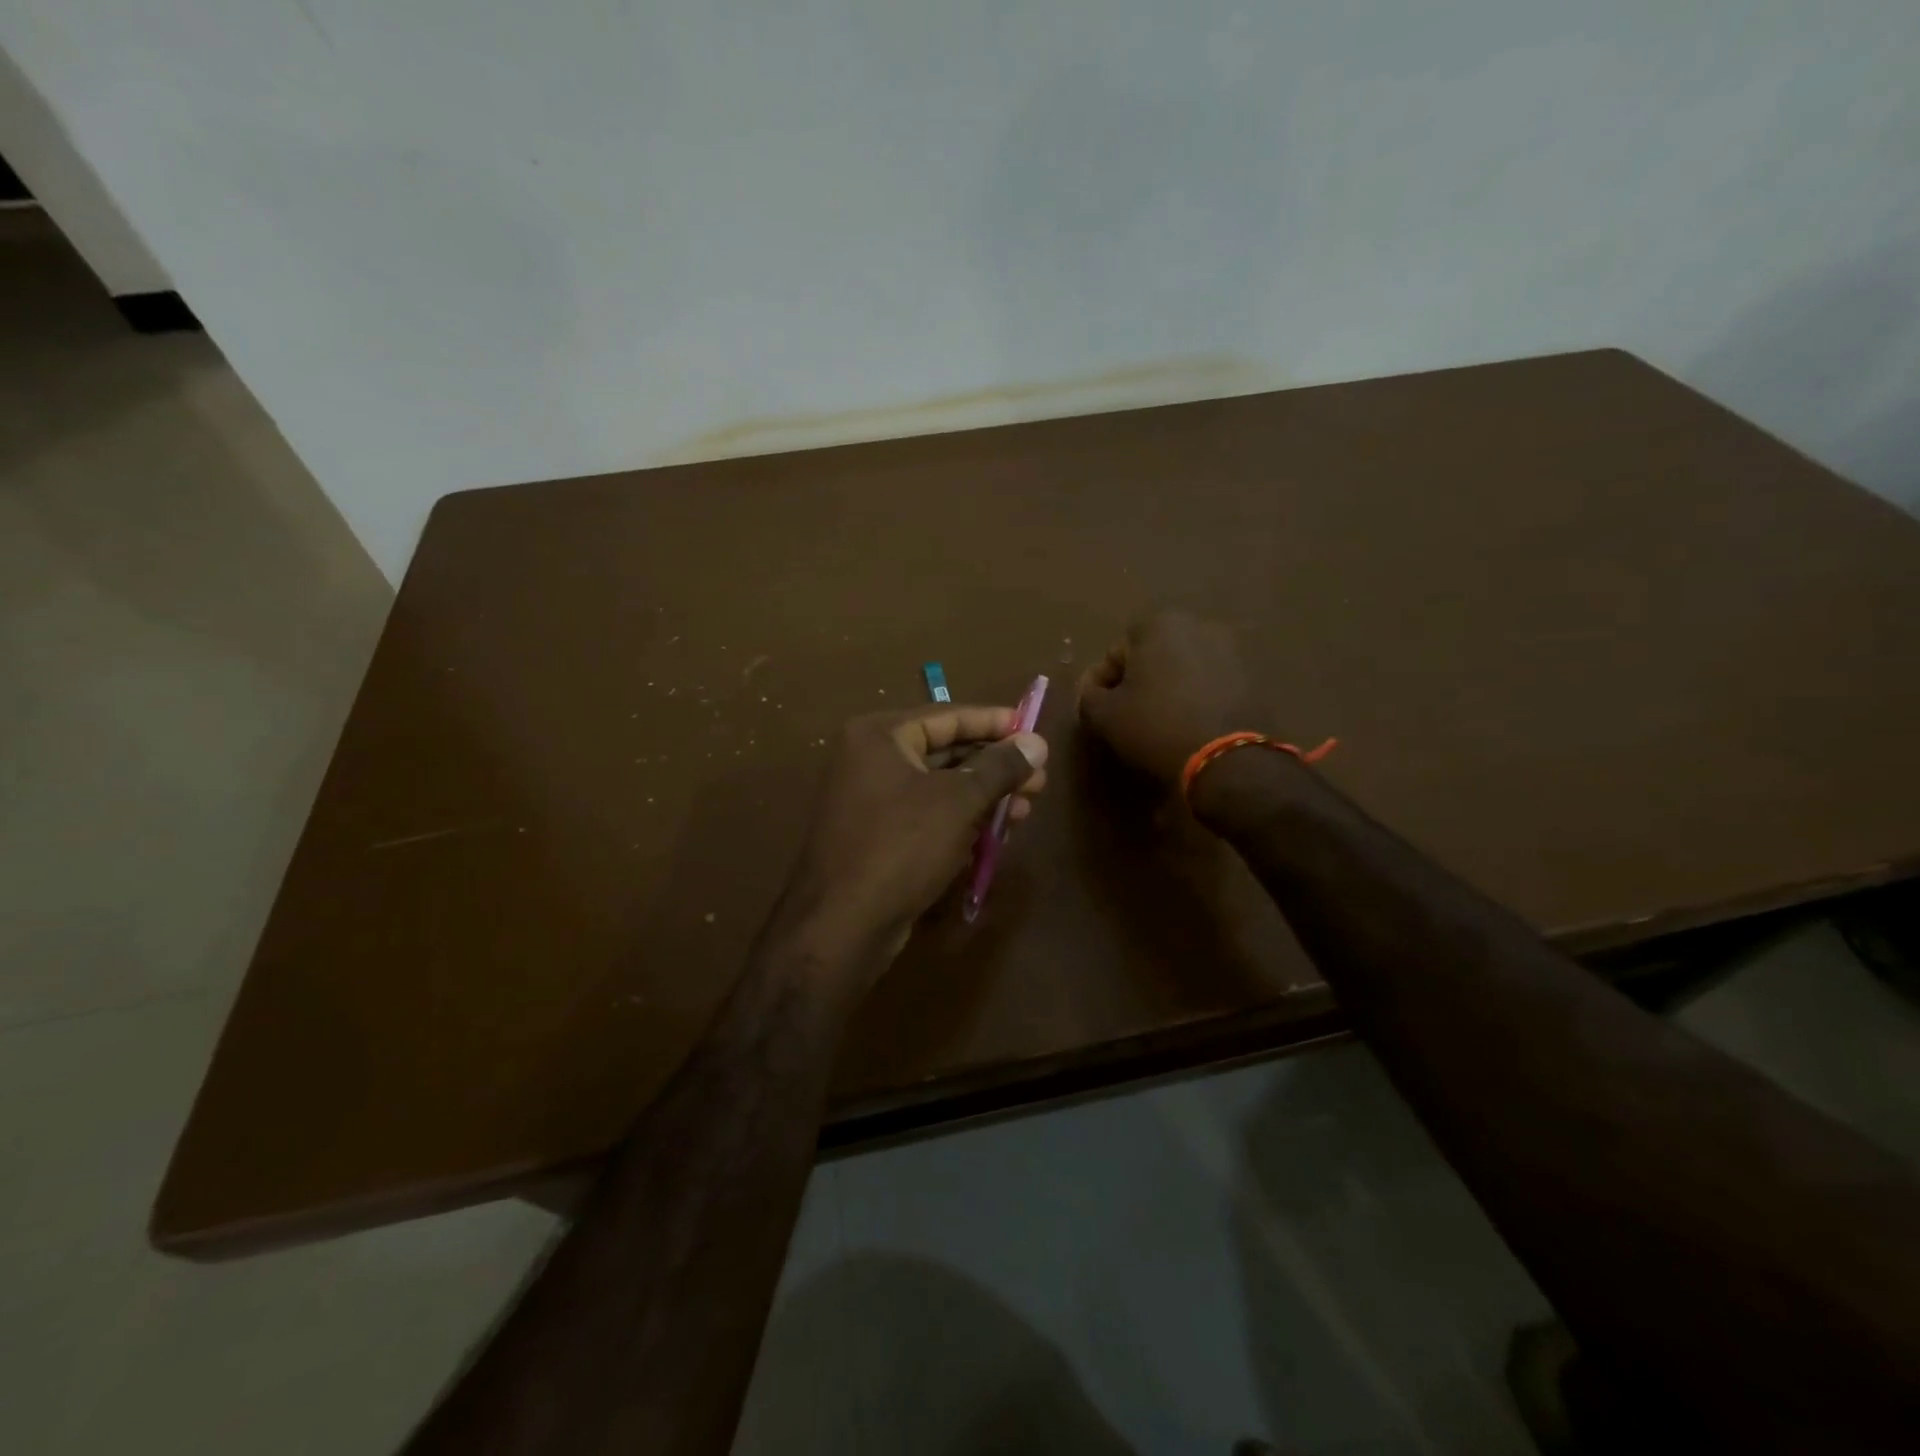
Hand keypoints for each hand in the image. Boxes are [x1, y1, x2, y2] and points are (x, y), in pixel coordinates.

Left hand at [777, 705, 1047, 975]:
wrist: (842, 926)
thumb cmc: (901, 847)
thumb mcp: (959, 801)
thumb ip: (1000, 767)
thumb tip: (1037, 742)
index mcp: (879, 735)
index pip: (948, 716)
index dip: (995, 722)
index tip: (1034, 729)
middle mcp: (870, 759)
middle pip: (945, 751)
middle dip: (994, 766)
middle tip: (1039, 779)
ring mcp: (871, 800)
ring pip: (940, 788)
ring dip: (984, 797)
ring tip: (1026, 809)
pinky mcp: (877, 836)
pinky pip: (928, 816)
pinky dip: (961, 820)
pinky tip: (996, 834)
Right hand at [1078, 611, 1268, 786]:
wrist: (1228, 758)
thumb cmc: (1156, 726)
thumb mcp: (1105, 716)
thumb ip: (1089, 696)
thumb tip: (1093, 691)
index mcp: (1158, 624)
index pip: (1114, 655)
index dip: (1101, 686)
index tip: (1100, 714)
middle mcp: (1197, 625)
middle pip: (1150, 657)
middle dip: (1137, 683)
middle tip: (1128, 717)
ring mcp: (1230, 648)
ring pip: (1181, 669)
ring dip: (1167, 689)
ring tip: (1159, 724)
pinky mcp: (1251, 675)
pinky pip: (1209, 684)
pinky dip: (1195, 698)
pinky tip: (1188, 726)